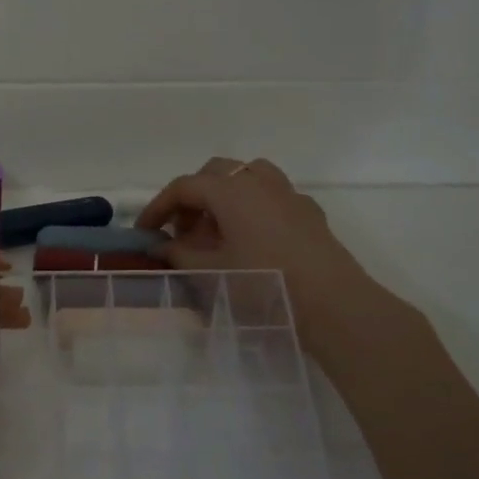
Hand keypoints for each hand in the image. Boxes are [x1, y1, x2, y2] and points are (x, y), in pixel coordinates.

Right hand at [135, 157, 372, 343]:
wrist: (333, 304)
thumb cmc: (263, 284)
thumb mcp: (210, 273)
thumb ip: (179, 255)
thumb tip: (161, 246)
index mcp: (231, 191)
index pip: (184, 187)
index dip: (158, 207)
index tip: (145, 232)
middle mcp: (259, 182)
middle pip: (215, 173)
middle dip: (193, 197)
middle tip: (182, 231)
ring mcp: (289, 194)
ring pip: (248, 176)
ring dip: (225, 195)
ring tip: (217, 229)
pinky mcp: (309, 213)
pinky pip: (273, 196)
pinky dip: (253, 207)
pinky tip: (253, 238)